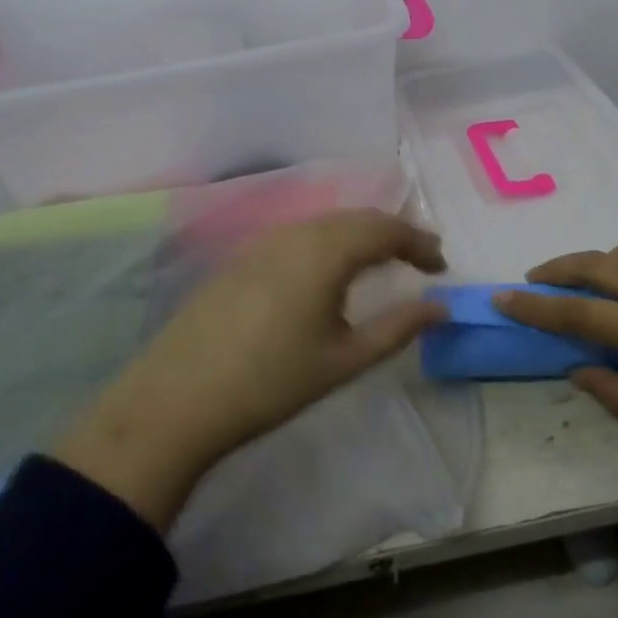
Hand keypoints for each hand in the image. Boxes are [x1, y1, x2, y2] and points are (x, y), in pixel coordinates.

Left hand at [55, 210, 446, 529]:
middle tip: (419, 259)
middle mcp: (298, 232)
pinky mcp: (243, 256)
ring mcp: (265, 241)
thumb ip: (398, 328)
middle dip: (394, 233)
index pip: (387, 229)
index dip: (419, 243)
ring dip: (361, 235)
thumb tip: (440, 307)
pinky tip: (329, 271)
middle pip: (358, 218)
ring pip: (327, 223)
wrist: (177, 399)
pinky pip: (301, 234)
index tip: (441, 267)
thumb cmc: (271, 381)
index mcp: (327, 251)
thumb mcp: (344, 360)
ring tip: (381, 262)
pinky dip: (330, 242)